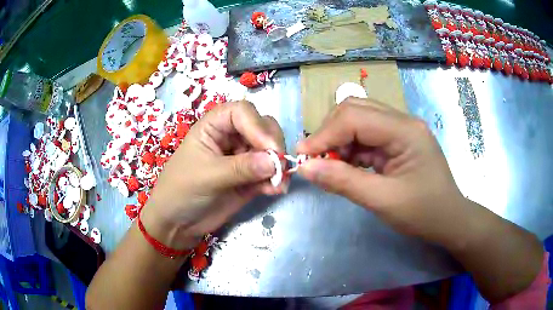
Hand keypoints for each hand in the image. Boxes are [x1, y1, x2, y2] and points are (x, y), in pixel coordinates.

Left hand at [141, 101, 285, 248]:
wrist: (178, 223)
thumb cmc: (182, 190)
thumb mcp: (208, 176)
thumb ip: (241, 168)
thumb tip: (276, 161)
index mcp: (214, 126)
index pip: (242, 112)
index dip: (258, 126)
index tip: (269, 148)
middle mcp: (231, 137)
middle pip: (262, 127)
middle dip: (273, 144)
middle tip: (279, 166)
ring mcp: (242, 158)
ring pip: (270, 150)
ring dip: (278, 165)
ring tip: (279, 184)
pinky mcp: (250, 178)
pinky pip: (270, 173)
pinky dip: (276, 180)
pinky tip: (275, 191)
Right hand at [296, 98, 468, 246]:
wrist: (449, 220)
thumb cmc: (423, 212)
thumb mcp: (383, 201)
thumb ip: (344, 182)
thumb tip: (306, 167)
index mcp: (405, 130)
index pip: (355, 117)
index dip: (324, 134)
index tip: (302, 157)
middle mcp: (402, 121)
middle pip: (355, 110)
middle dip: (330, 132)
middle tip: (315, 159)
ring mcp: (400, 129)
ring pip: (359, 120)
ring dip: (339, 140)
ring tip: (329, 165)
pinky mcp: (397, 141)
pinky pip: (366, 136)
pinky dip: (350, 149)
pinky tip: (346, 166)